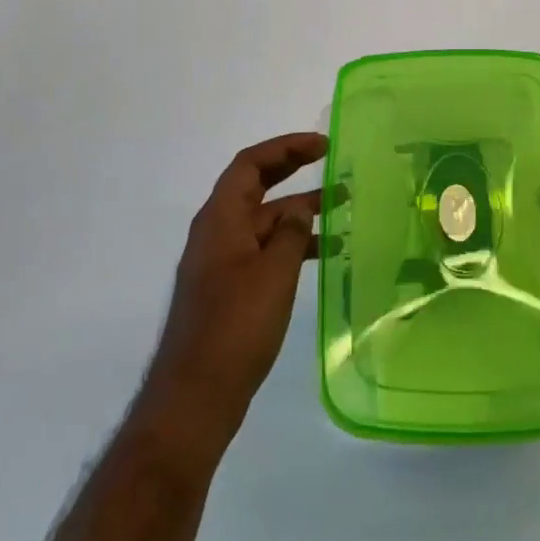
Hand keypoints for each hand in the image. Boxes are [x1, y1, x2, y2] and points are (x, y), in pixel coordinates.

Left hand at [142, 133, 327, 446]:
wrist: (196, 395)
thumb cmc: (235, 326)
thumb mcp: (273, 273)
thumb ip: (291, 233)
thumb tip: (300, 209)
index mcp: (221, 218)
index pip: (251, 163)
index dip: (286, 147)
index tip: (322, 145)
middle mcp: (217, 231)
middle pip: (257, 185)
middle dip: (293, 169)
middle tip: (332, 161)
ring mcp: (222, 260)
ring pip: (265, 220)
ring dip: (299, 210)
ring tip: (343, 207)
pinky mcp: (230, 287)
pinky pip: (264, 249)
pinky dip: (293, 243)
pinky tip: (325, 253)